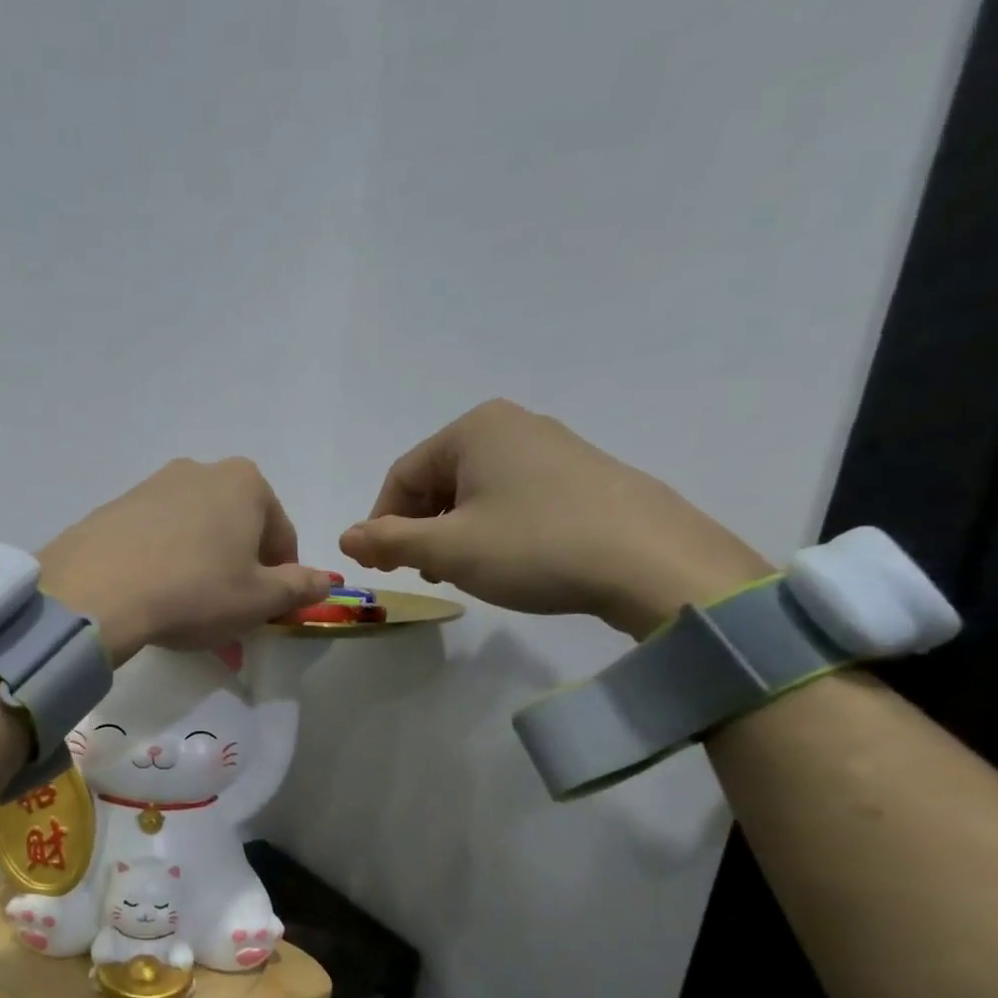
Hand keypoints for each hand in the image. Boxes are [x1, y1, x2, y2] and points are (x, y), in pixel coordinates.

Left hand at [40, 458, 332, 663]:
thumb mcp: (259, 599)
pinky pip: (154, 538)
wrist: (98, 590)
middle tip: (227, 613)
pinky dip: (162, 563)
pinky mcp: (114, 507)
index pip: (281, 535)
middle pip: (236, 529)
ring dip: (200, 568)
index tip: (267, 611)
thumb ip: (299, 588)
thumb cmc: (195, 591)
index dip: (281, 578)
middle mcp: (199, 471)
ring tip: (186, 611)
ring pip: (193, 533)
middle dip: (238, 570)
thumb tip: (326, 581)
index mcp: (245, 483)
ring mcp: (151, 485)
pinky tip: (151, 596)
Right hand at [340, 400, 774, 638]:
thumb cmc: (534, 546)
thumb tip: (345, 538)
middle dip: (421, 529)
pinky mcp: (582, 474)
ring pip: (475, 491)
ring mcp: (552, 446)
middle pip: (438, 480)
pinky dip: (494, 528)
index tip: (387, 567)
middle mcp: (511, 425)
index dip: (382, 524)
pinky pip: (514, 496)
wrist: (652, 562)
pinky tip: (509, 560)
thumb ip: (388, 541)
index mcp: (473, 429)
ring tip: (466, 571)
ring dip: (454, 532)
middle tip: (427, 573)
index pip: (401, 476)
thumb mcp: (448, 549)